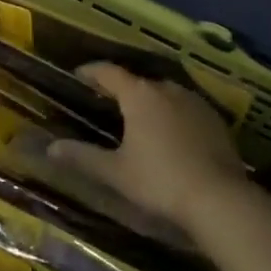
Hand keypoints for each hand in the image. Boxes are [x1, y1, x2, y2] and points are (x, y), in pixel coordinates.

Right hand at [46, 63, 249, 232]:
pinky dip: (172, 114)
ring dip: (149, 101)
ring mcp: (194, 101)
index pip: (109, 72)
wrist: (219, 198)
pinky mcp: (214, 118)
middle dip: (121, 88)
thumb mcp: (116, 172)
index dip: (92, 72)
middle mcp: (166, 88)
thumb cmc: (160, 181)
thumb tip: (51, 148)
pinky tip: (171, 134)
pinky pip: (185, 108)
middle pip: (138, 81)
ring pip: (164, 93)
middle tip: (106, 100)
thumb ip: (83, 157)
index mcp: (139, 95)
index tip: (78, 75)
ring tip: (139, 118)